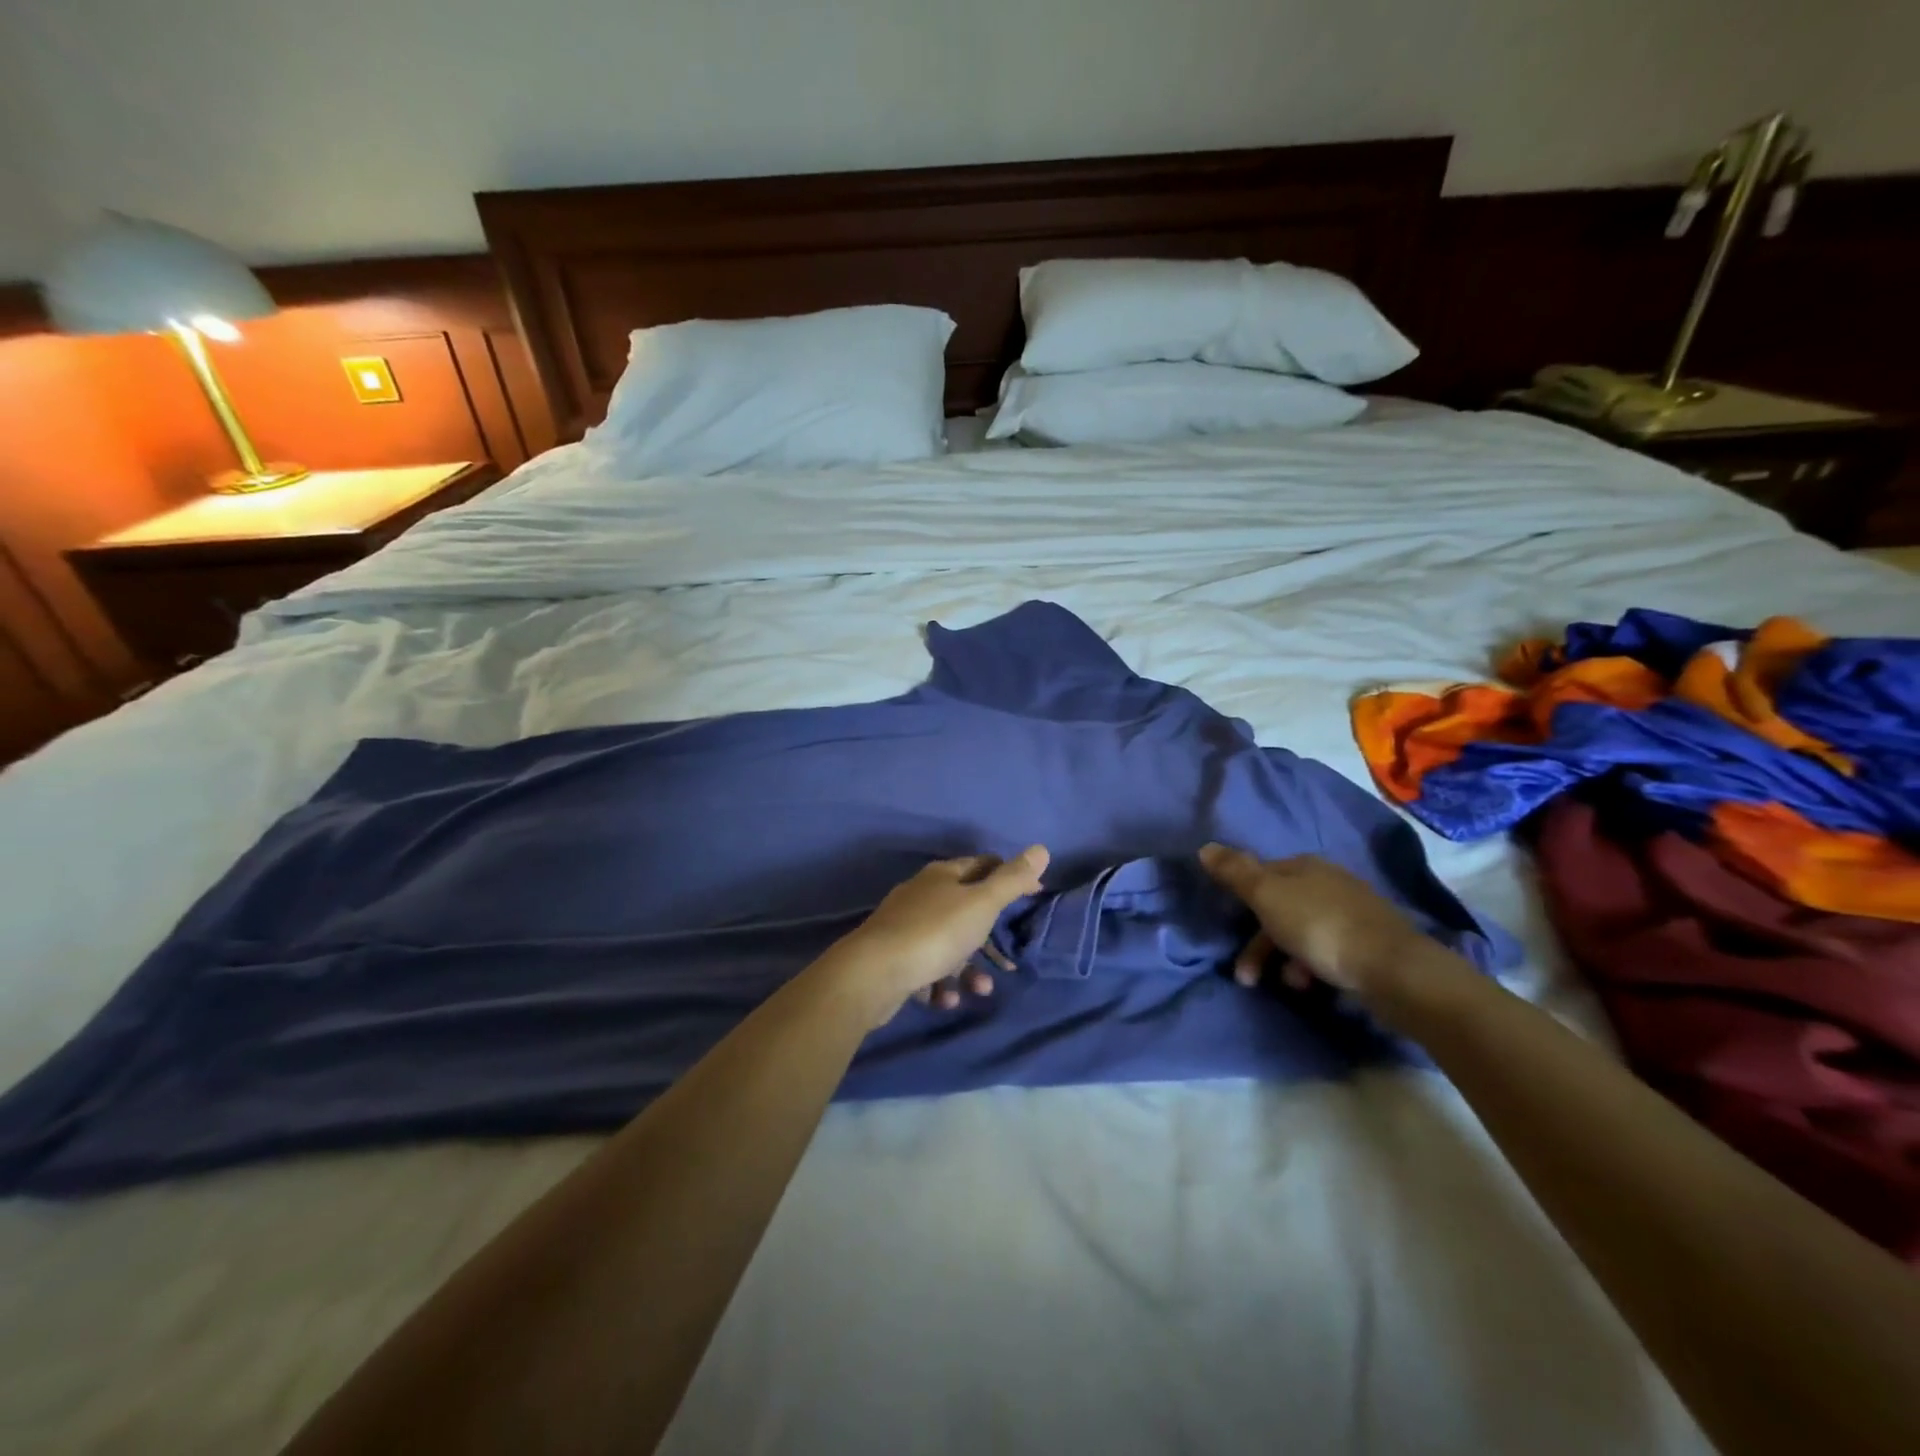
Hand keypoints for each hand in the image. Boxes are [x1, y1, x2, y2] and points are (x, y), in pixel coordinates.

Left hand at [830, 847, 1049, 1025]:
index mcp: (942, 875)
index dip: (1009, 878)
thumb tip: (1041, 848)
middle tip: (1008, 962)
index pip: (982, 866)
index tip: (1034, 895)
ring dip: (968, 970)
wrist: (873, 973)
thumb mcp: (981, 904)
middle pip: (965, 910)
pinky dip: (941, 984)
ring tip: (979, 990)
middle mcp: (922, 895)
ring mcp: (905, 927)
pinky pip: (927, 969)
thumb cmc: (935, 932)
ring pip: (948, 945)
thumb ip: (1012, 880)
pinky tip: (945, 999)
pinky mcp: (893, 959)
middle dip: (989, 939)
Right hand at [1197, 844, 1438, 1006]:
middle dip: (1259, 943)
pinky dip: (1312, 966)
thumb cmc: (1320, 927)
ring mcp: (1352, 912)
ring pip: (1302, 932)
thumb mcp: (1267, 896)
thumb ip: (1235, 872)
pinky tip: (1312, 984)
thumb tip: (1205, 847)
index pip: (1261, 875)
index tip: (1230, 929)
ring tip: (1287, 984)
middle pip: (1280, 908)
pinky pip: (1326, 950)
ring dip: (1284, 958)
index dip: (1242, 900)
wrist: (1393, 969)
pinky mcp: (1369, 943)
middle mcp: (1328, 882)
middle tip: (1247, 976)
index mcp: (1304, 866)